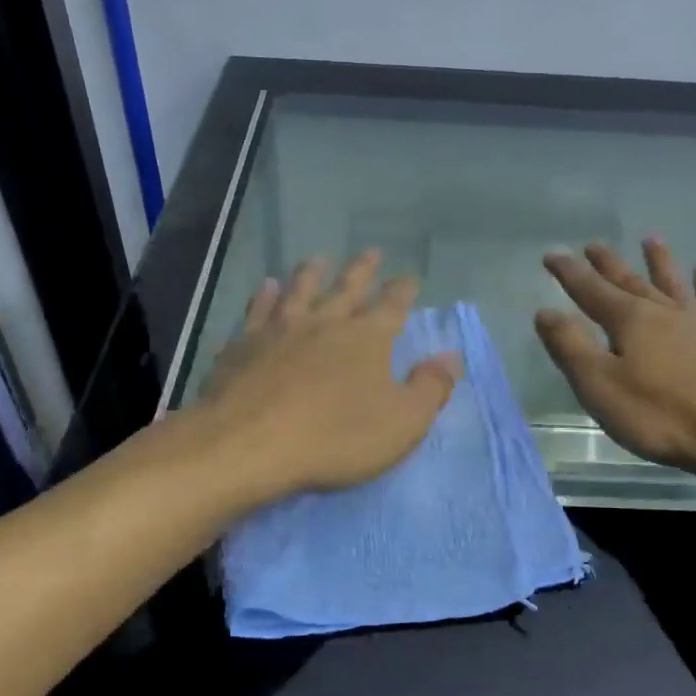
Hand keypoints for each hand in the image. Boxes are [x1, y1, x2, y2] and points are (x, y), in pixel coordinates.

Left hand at [193, 251, 460, 507]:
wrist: (251, 443)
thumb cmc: (336, 436)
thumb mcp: (402, 422)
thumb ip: (431, 388)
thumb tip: (452, 358)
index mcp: (367, 338)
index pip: (392, 306)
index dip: (403, 291)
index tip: (409, 277)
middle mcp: (325, 322)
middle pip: (347, 288)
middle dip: (362, 270)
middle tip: (370, 252)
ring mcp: (280, 329)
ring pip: (300, 290)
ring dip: (311, 274)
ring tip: (317, 259)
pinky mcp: (243, 344)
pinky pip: (257, 310)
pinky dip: (264, 296)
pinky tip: (266, 287)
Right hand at [536, 239, 695, 482]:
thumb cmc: (657, 414)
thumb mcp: (599, 384)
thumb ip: (570, 346)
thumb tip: (545, 311)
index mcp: (629, 320)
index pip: (590, 289)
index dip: (569, 272)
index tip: (552, 254)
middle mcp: (663, 312)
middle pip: (630, 281)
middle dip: (608, 264)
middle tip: (593, 244)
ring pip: (672, 284)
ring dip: (659, 261)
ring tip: (651, 239)